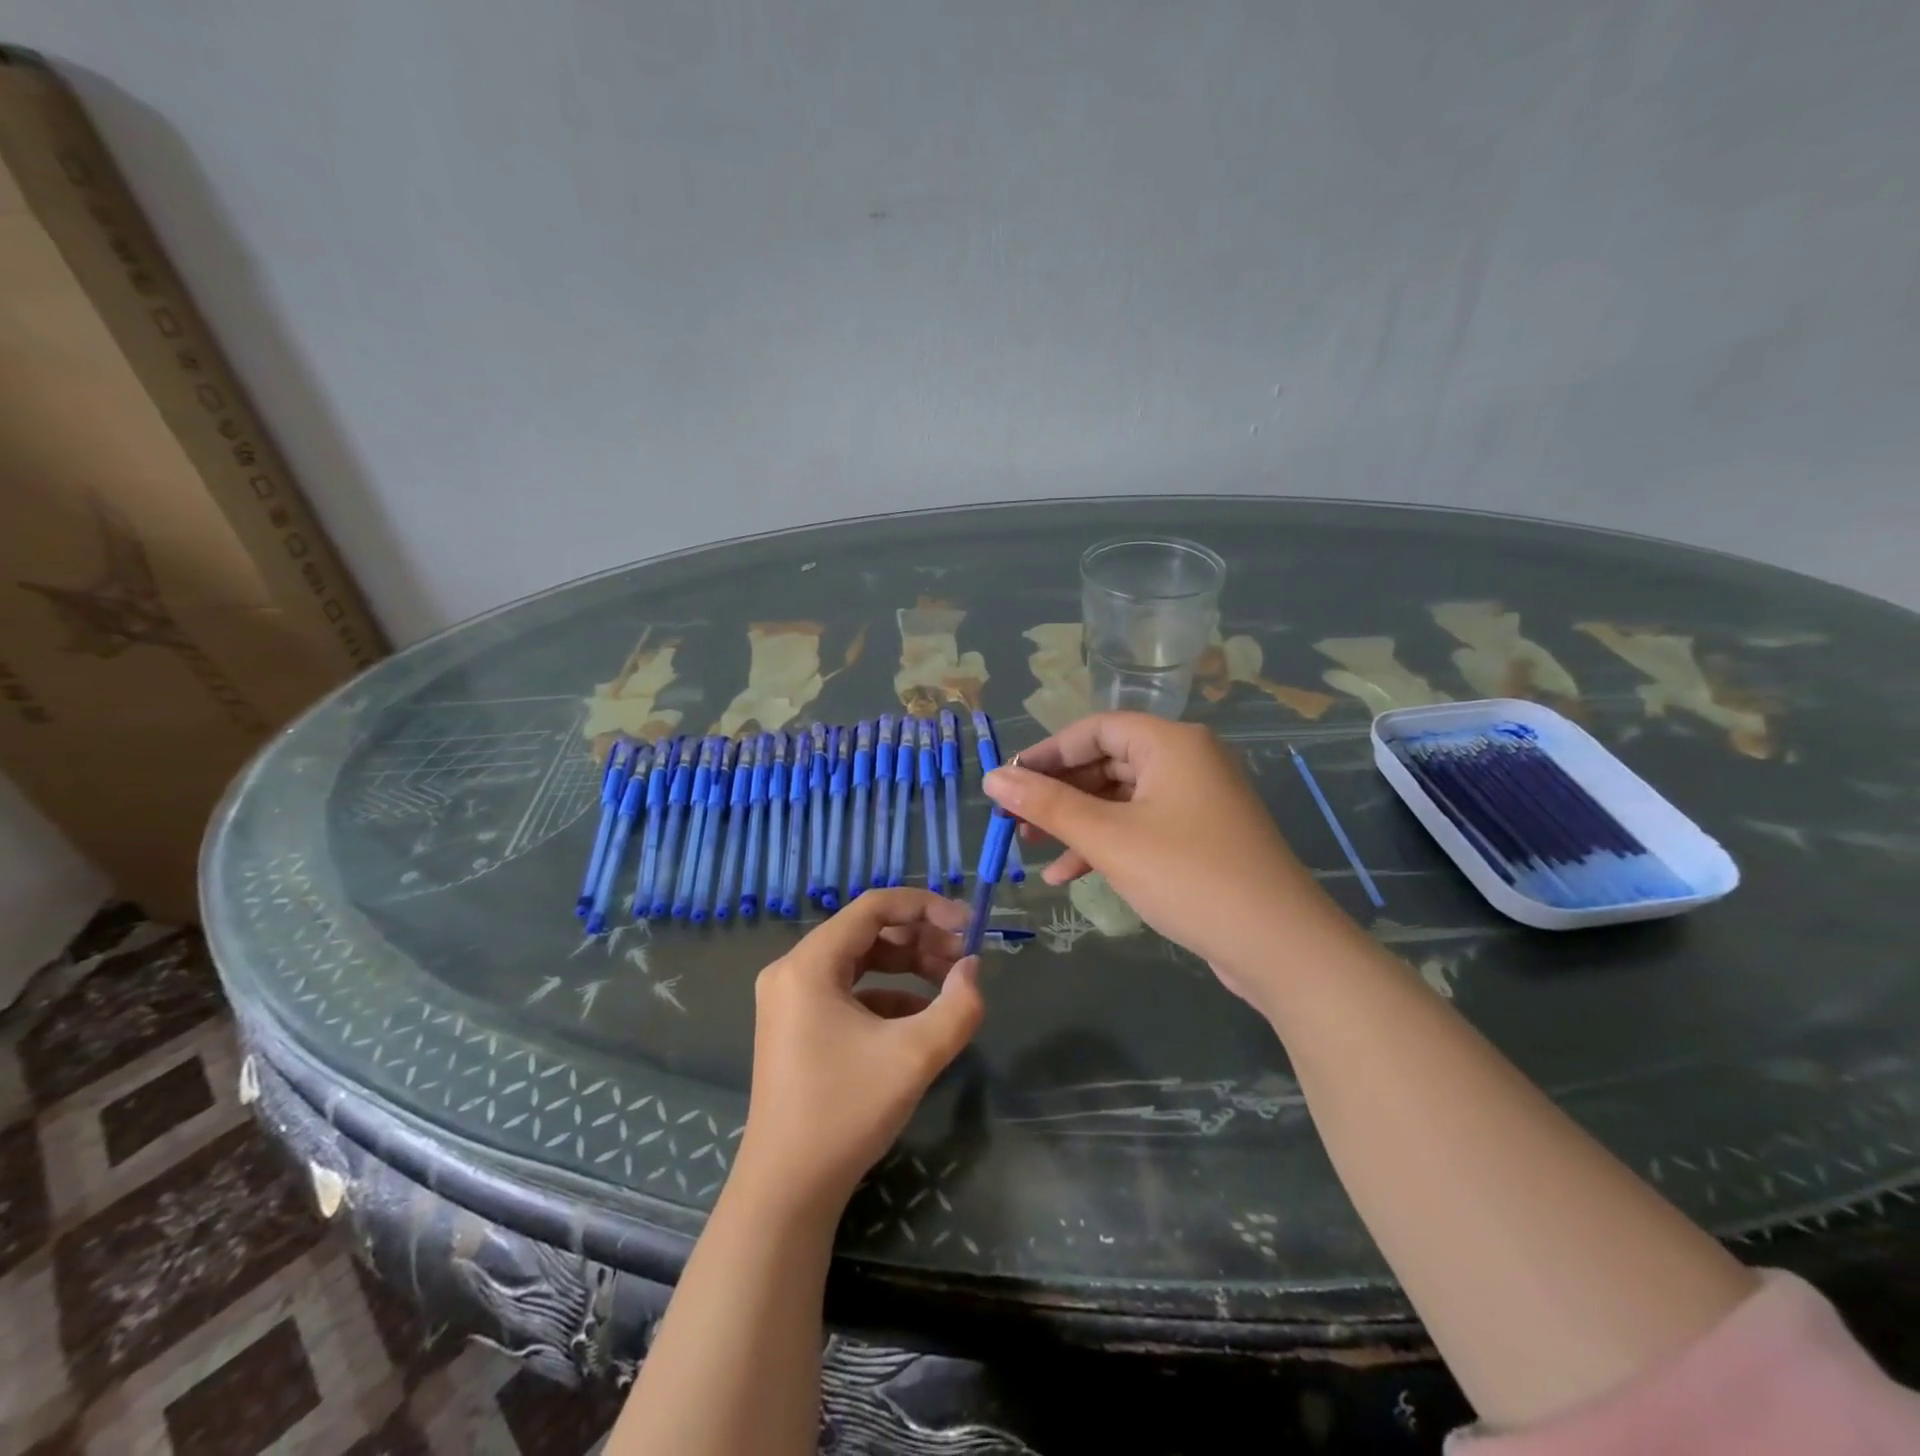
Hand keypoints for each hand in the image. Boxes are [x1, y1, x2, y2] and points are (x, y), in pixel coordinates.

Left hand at [734, 889, 982, 1216]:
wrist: (787, 1191)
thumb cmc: (845, 1113)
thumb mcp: (914, 1056)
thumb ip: (957, 1006)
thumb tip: (973, 969)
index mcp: (809, 964)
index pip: (873, 907)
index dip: (926, 907)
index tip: (968, 923)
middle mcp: (793, 971)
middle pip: (867, 932)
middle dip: (921, 939)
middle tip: (966, 957)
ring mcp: (791, 1000)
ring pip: (859, 962)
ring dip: (908, 966)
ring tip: (951, 983)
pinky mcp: (797, 1026)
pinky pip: (849, 992)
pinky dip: (888, 996)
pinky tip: (922, 1018)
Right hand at [983, 713, 1350, 1007]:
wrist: (1280, 947)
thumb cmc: (1189, 876)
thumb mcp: (1109, 839)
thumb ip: (1048, 806)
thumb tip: (993, 778)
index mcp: (1171, 743)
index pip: (1095, 730)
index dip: (1046, 753)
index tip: (1007, 781)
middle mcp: (1187, 761)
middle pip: (1105, 764)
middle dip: (1057, 794)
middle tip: (1013, 821)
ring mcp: (1196, 802)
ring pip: (1119, 800)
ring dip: (1075, 824)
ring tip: (1030, 851)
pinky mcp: (1200, 839)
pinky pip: (1140, 828)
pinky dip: (1104, 846)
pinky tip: (1067, 877)